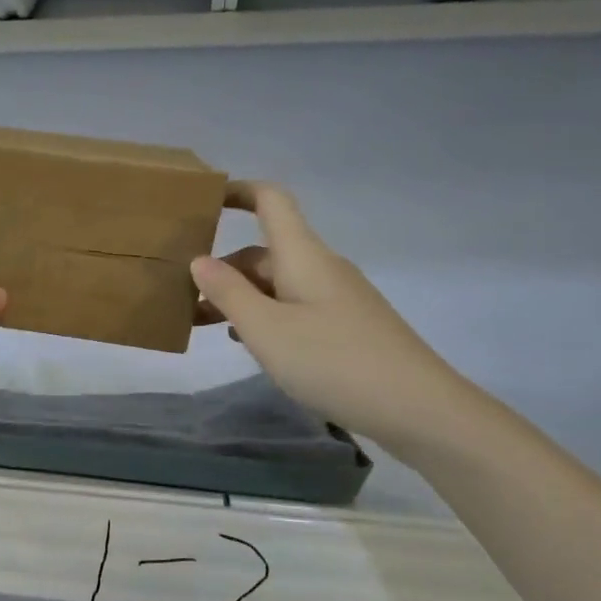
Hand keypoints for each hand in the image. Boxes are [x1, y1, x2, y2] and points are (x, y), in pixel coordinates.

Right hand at [192, 182, 480, 454]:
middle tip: (182, 296)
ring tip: (204, 323)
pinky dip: (264, 316)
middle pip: (265, 251)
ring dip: (240, 297)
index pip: (271, 201)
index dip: (238, 192)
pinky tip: (249, 343)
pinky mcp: (346, 327)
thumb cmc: (333, 361)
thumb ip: (228, 292)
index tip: (203, 201)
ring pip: (277, 284)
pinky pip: (294, 308)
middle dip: (223, 268)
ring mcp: (337, 298)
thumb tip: (200, 259)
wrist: (417, 409)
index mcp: (303, 256)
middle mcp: (321, 268)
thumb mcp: (266, 329)